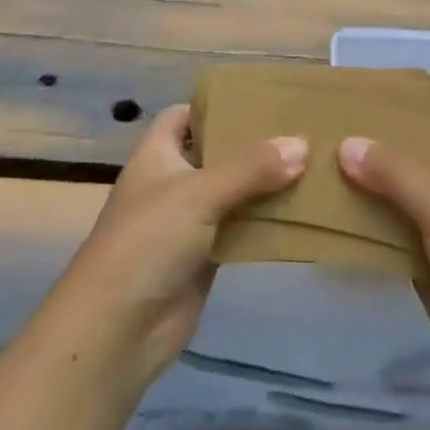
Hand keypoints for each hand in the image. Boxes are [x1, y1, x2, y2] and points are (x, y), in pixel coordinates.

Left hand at [49, 104, 305, 385]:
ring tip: (313, 165)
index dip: (216, 106)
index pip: (185, 115)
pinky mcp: (204, 257)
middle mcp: (172, 182)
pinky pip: (240, 230)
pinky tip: (301, 213)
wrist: (117, 330)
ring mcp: (188, 221)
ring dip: (265, 185)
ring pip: (233, 193)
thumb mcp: (199, 192)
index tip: (261, 100)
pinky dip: (265, 223)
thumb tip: (302, 144)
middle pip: (216, 153)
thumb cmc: (148, 240)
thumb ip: (251, 168)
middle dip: (253, 145)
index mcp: (157, 153)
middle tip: (301, 130)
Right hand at [339, 125, 429, 396]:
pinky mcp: (421, 259)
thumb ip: (393, 171)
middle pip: (402, 160)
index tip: (346, 104)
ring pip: (390, 197)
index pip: (426, 122)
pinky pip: (385, 234)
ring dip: (358, 190)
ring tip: (310, 169)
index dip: (391, 113)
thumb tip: (345, 143)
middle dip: (365, 152)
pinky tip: (322, 214)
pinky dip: (360, 227)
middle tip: (315, 136)